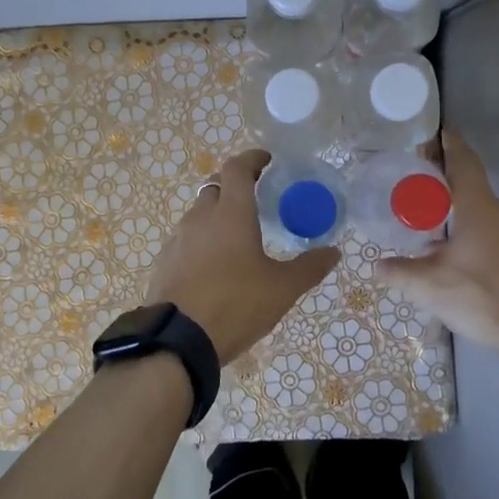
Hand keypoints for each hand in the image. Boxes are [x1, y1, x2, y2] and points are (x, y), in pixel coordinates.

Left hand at [143, 149, 337, 368]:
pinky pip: (187, 239)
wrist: (178, 340)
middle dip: (235, 186)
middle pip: (216, 187)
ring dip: (217, 214)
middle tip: (256, 198)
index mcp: (231, 214)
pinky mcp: (165, 261)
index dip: (252, 159)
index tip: (267, 161)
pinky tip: (214, 264)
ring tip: (237, 236)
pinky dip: (202, 240)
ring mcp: (178, 239)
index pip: (237, 168)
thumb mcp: (281, 289)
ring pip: (199, 213)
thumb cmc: (235, 305)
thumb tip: (334, 252)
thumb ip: (309, 267)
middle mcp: (201, 217)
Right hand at [379, 131, 498, 358]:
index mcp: (480, 208)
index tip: (441, 134)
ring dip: (462, 225)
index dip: (451, 146)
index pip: (465, 163)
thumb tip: (377, 266)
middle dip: (446, 197)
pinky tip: (464, 268)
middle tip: (420, 206)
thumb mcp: (429, 286)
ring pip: (486, 219)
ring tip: (436, 245)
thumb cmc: (482, 297)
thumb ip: (400, 272)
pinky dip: (479, 243)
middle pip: (472, 193)